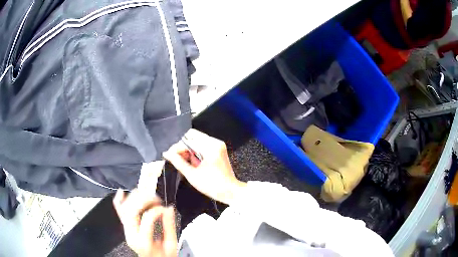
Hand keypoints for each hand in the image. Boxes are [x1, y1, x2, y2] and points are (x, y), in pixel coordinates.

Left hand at [113, 190, 176, 256]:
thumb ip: (169, 227)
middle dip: (144, 199)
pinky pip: (119, 212)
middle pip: (131, 210)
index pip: (147, 218)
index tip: (165, 208)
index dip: (157, 210)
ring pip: (124, 208)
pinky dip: (119, 200)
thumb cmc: (162, 256)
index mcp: (143, 242)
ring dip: (134, 197)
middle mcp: (131, 235)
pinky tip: (122, 192)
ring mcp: (126, 231)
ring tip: (146, 194)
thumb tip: (168, 209)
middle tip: (156, 198)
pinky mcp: (126, 228)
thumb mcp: (171, 245)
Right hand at [163, 129, 246, 204]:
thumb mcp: (192, 175)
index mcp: (210, 147)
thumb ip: (178, 162)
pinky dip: (196, 152)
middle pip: (192, 136)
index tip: (170, 156)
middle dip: (183, 148)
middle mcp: (215, 142)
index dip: (177, 148)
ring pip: (197, 140)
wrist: (230, 191)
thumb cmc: (212, 185)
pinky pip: (202, 145)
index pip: (188, 140)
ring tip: (188, 163)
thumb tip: (166, 153)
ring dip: (189, 150)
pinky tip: (194, 163)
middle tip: (179, 160)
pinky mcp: (218, 149)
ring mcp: (218, 145)